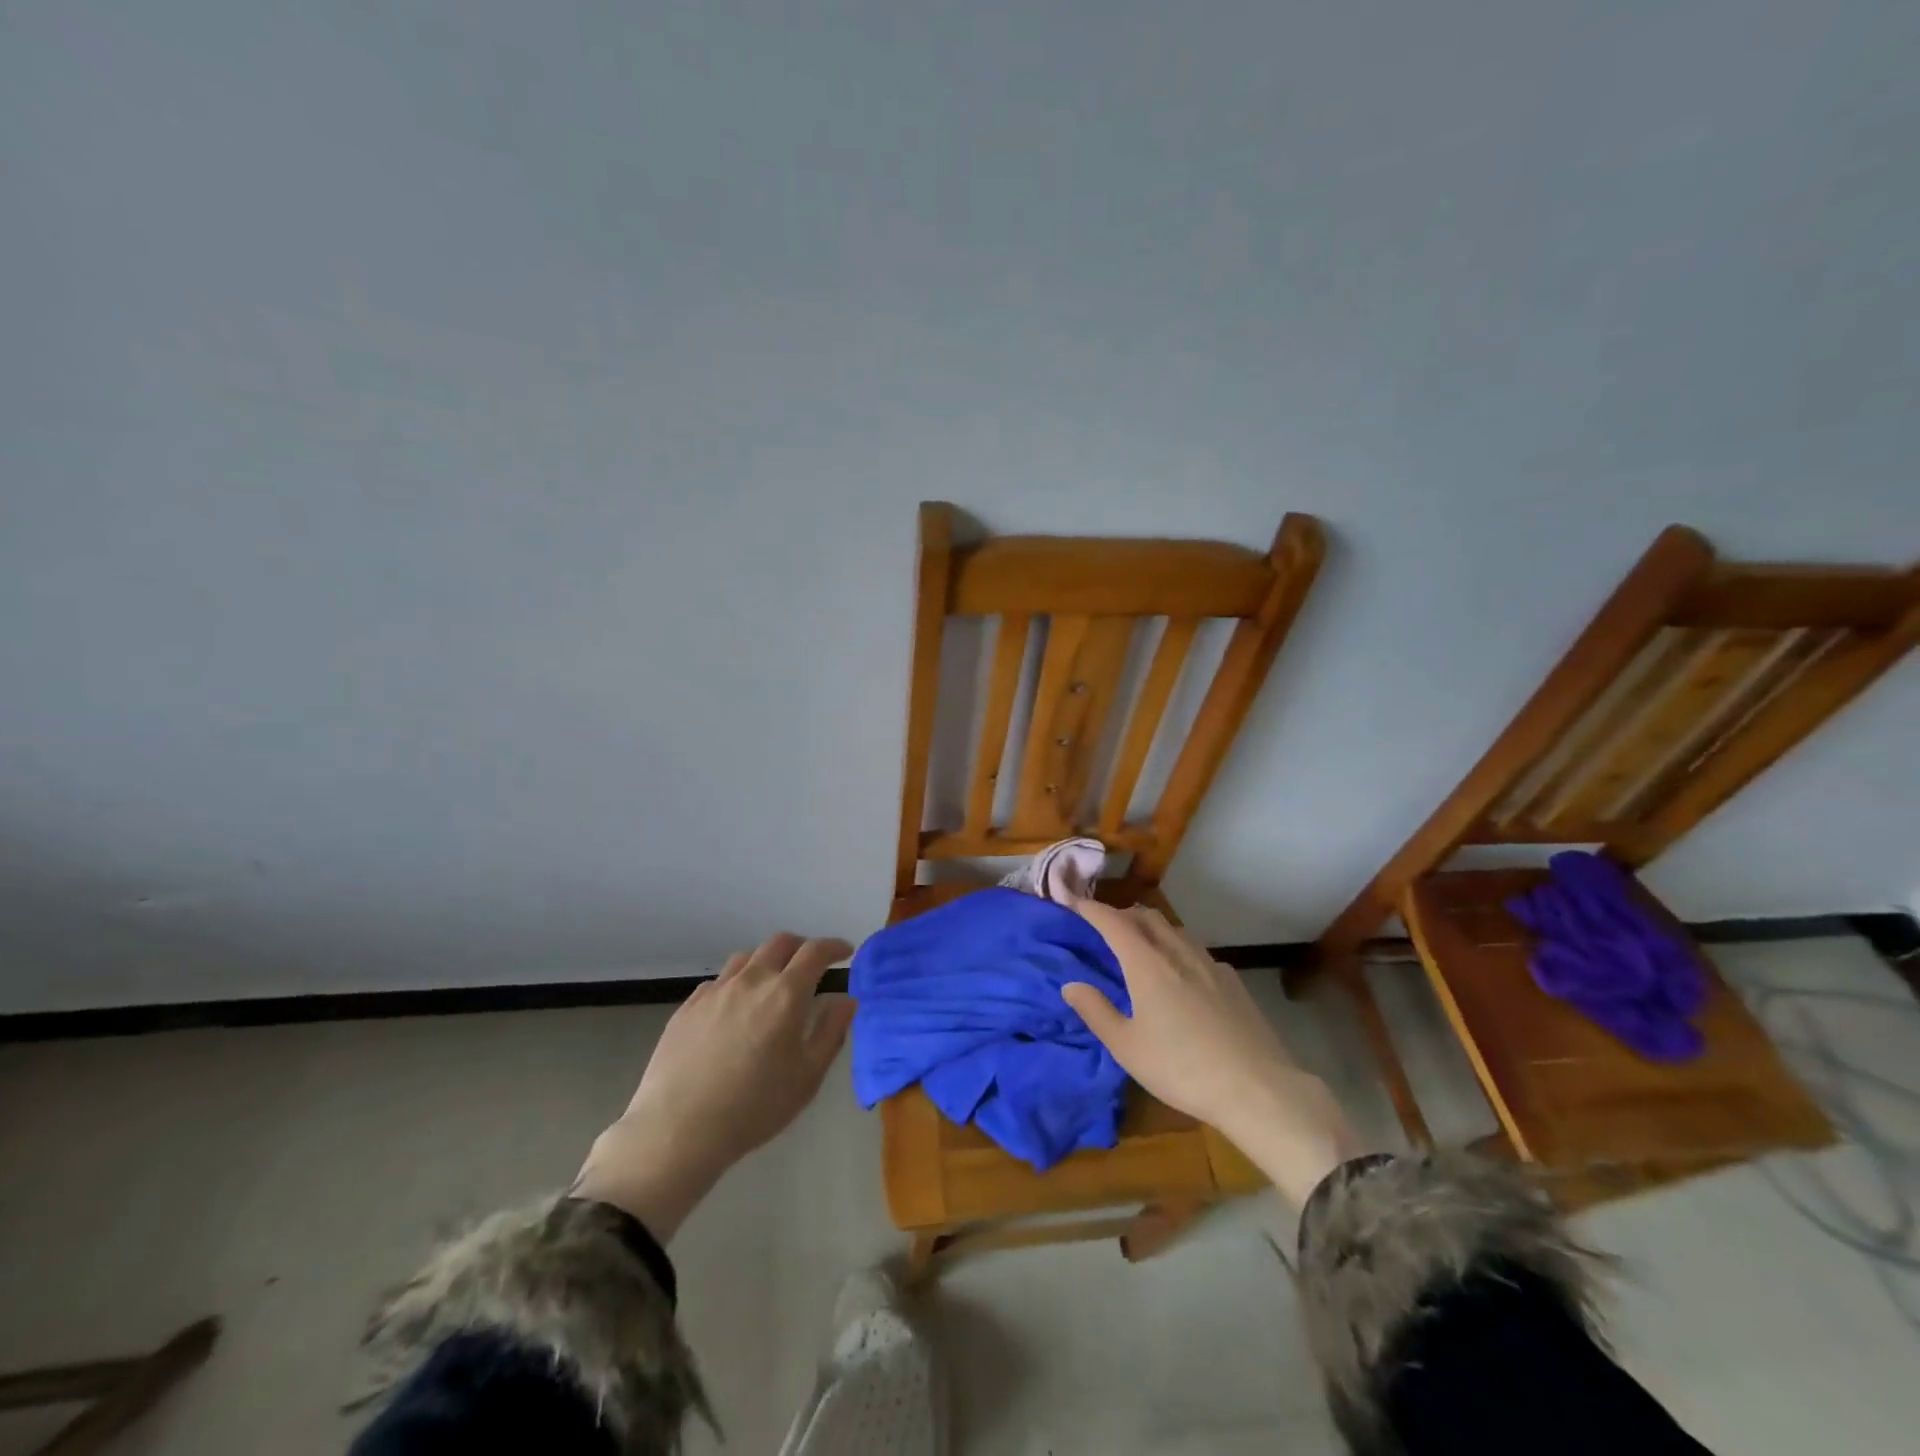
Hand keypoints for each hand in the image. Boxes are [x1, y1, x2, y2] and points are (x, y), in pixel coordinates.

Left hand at [574, 933, 854, 1239]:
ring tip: (772, 984)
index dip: (834, 946)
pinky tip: (735, 1009)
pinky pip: (719, 981)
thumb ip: (831, 1031)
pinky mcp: (688, 1006)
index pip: (815, 952)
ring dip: (768, 961)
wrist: (677, 1129)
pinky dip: (737, 983)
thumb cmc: (754, 1107)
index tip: (845, 952)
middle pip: (780, 942)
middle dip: (802, 947)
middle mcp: (751, 980)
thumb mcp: (808, 1076)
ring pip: (747, 957)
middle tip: (811, 965)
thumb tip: (845, 999)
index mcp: (786, 994)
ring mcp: (716, 990)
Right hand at [1061, 901, 1367, 1207]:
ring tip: (1141, 944)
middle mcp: (1178, 953)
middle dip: (1123, 914)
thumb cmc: (1181, 1068)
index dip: (1091, 910)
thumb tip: (1071, 984)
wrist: (1257, 1088)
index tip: (1074, 904)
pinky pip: (1198, 951)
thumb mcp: (1127, 1047)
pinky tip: (1183, 973)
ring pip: (1175, 930)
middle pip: (1147, 917)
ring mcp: (1210, 965)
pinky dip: (1179, 949)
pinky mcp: (1233, 982)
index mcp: (1147, 964)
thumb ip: (1096, 1011)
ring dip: (1152, 928)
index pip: (1113, 922)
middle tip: (1106, 925)